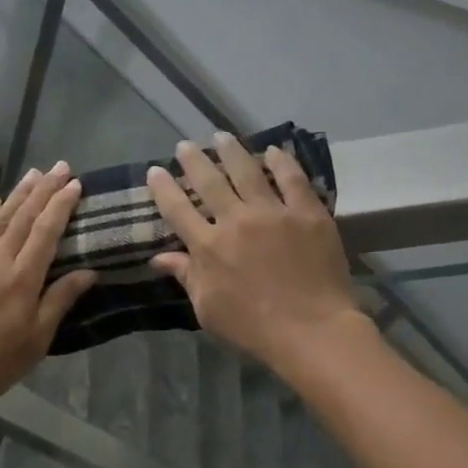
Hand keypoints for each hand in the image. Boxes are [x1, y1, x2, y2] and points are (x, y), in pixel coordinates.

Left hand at [0, 163, 95, 413]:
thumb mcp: (36, 340)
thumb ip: (59, 301)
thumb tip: (88, 271)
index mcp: (22, 279)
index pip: (46, 232)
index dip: (61, 205)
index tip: (75, 184)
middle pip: (23, 217)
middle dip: (44, 189)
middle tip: (60, 166)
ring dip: (17, 193)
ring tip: (33, 173)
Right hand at [147, 134, 362, 374]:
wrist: (312, 331)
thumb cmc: (253, 327)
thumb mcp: (208, 309)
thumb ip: (186, 277)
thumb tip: (159, 257)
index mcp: (208, 246)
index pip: (177, 209)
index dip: (163, 187)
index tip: (155, 171)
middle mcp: (236, 220)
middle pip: (209, 181)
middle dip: (194, 160)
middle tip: (185, 145)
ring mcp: (273, 213)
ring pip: (248, 171)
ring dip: (232, 151)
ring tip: (222, 137)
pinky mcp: (308, 213)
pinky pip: (293, 179)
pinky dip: (281, 161)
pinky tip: (273, 150)